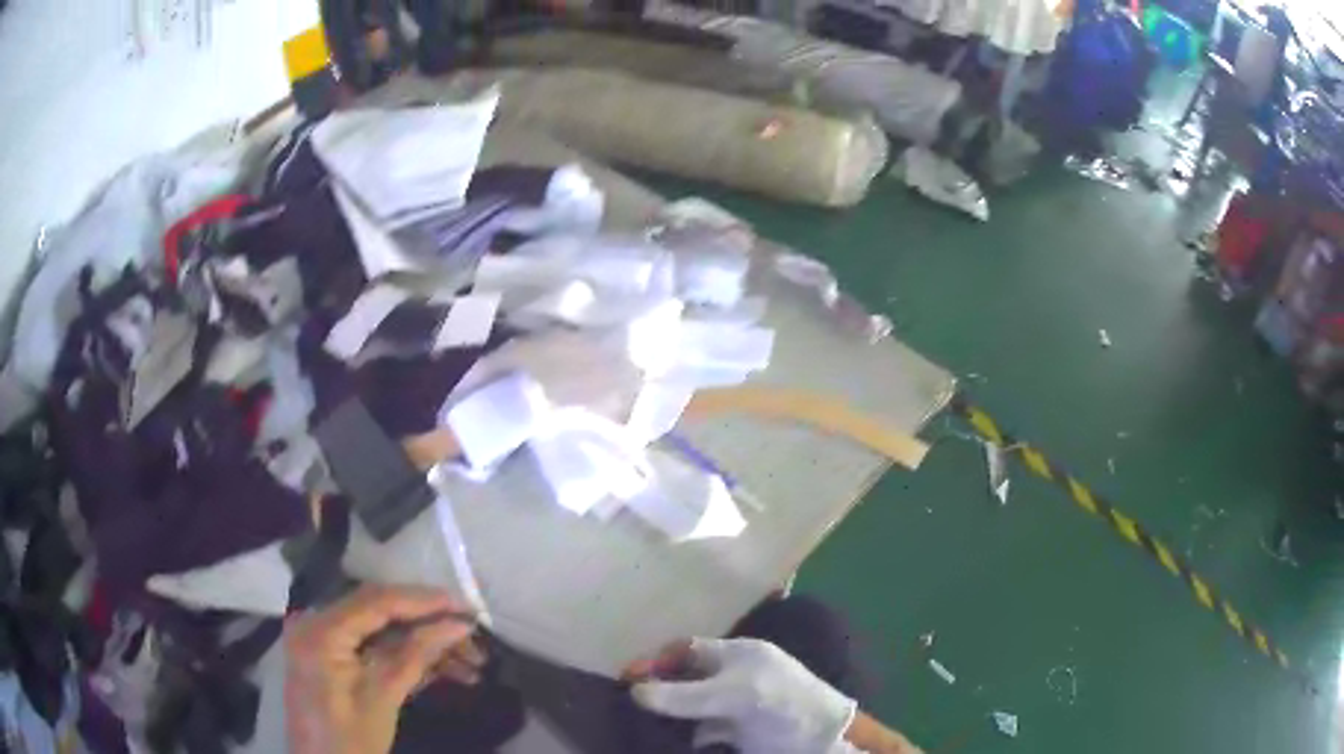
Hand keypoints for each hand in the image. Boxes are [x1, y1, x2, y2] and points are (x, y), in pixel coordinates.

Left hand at [285, 585, 482, 753]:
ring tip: (473, 662)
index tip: (468, 607)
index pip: (377, 601)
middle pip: (382, 611)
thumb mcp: (384, 698)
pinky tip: (448, 670)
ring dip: (426, 644)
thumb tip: (459, 624)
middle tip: (474, 636)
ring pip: (384, 630)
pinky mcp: (334, 656)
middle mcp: (318, 622)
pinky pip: (375, 646)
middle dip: (430, 624)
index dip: (425, 601)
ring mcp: (324, 639)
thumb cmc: (349, 740)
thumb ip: (417, 654)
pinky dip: (409, 657)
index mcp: (321, 630)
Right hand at [626, 638, 856, 753]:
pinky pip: (698, 730)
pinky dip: (681, 735)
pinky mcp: (733, 732)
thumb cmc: (781, 703)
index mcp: (735, 655)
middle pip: (683, 680)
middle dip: (656, 690)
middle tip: (622, 704)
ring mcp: (732, 706)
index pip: (686, 651)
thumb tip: (635, 691)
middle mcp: (730, 677)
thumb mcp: (734, 694)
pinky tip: (660, 740)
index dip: (657, 662)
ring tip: (632, 724)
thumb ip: (685, 695)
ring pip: (688, 707)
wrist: (818, 740)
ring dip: (665, 716)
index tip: (626, 678)